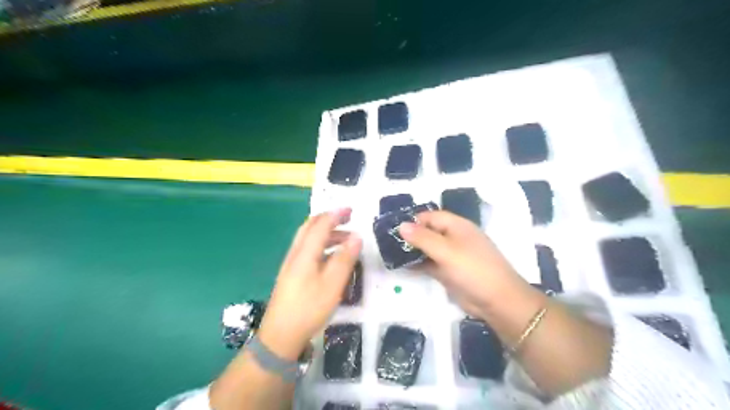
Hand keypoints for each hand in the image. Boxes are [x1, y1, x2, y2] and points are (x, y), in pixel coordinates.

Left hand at [257, 209, 361, 359]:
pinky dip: (321, 243)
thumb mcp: (333, 284)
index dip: (336, 215)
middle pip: (310, 227)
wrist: (280, 335)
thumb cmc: (309, 308)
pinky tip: (331, 256)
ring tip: (345, 239)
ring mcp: (291, 263)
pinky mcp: (291, 273)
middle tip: (348, 218)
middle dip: (329, 219)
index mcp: (305, 252)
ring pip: (308, 238)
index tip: (351, 210)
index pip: (320, 224)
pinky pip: (307, 249)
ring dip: (326, 232)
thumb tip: (357, 236)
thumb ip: (345, 258)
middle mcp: (296, 253)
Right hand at [399, 209, 530, 318]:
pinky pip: (430, 263)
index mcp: (457, 226)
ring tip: (389, 253)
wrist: (497, 301)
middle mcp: (453, 237)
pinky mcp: (449, 271)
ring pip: (428, 248)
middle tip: (387, 242)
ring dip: (412, 250)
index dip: (413, 221)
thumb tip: (401, 225)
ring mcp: (451, 255)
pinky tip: (401, 266)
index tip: (393, 228)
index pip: (430, 217)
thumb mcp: (446, 251)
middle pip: (428, 231)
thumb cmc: (473, 269)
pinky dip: (418, 264)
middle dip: (410, 236)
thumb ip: (422, 238)